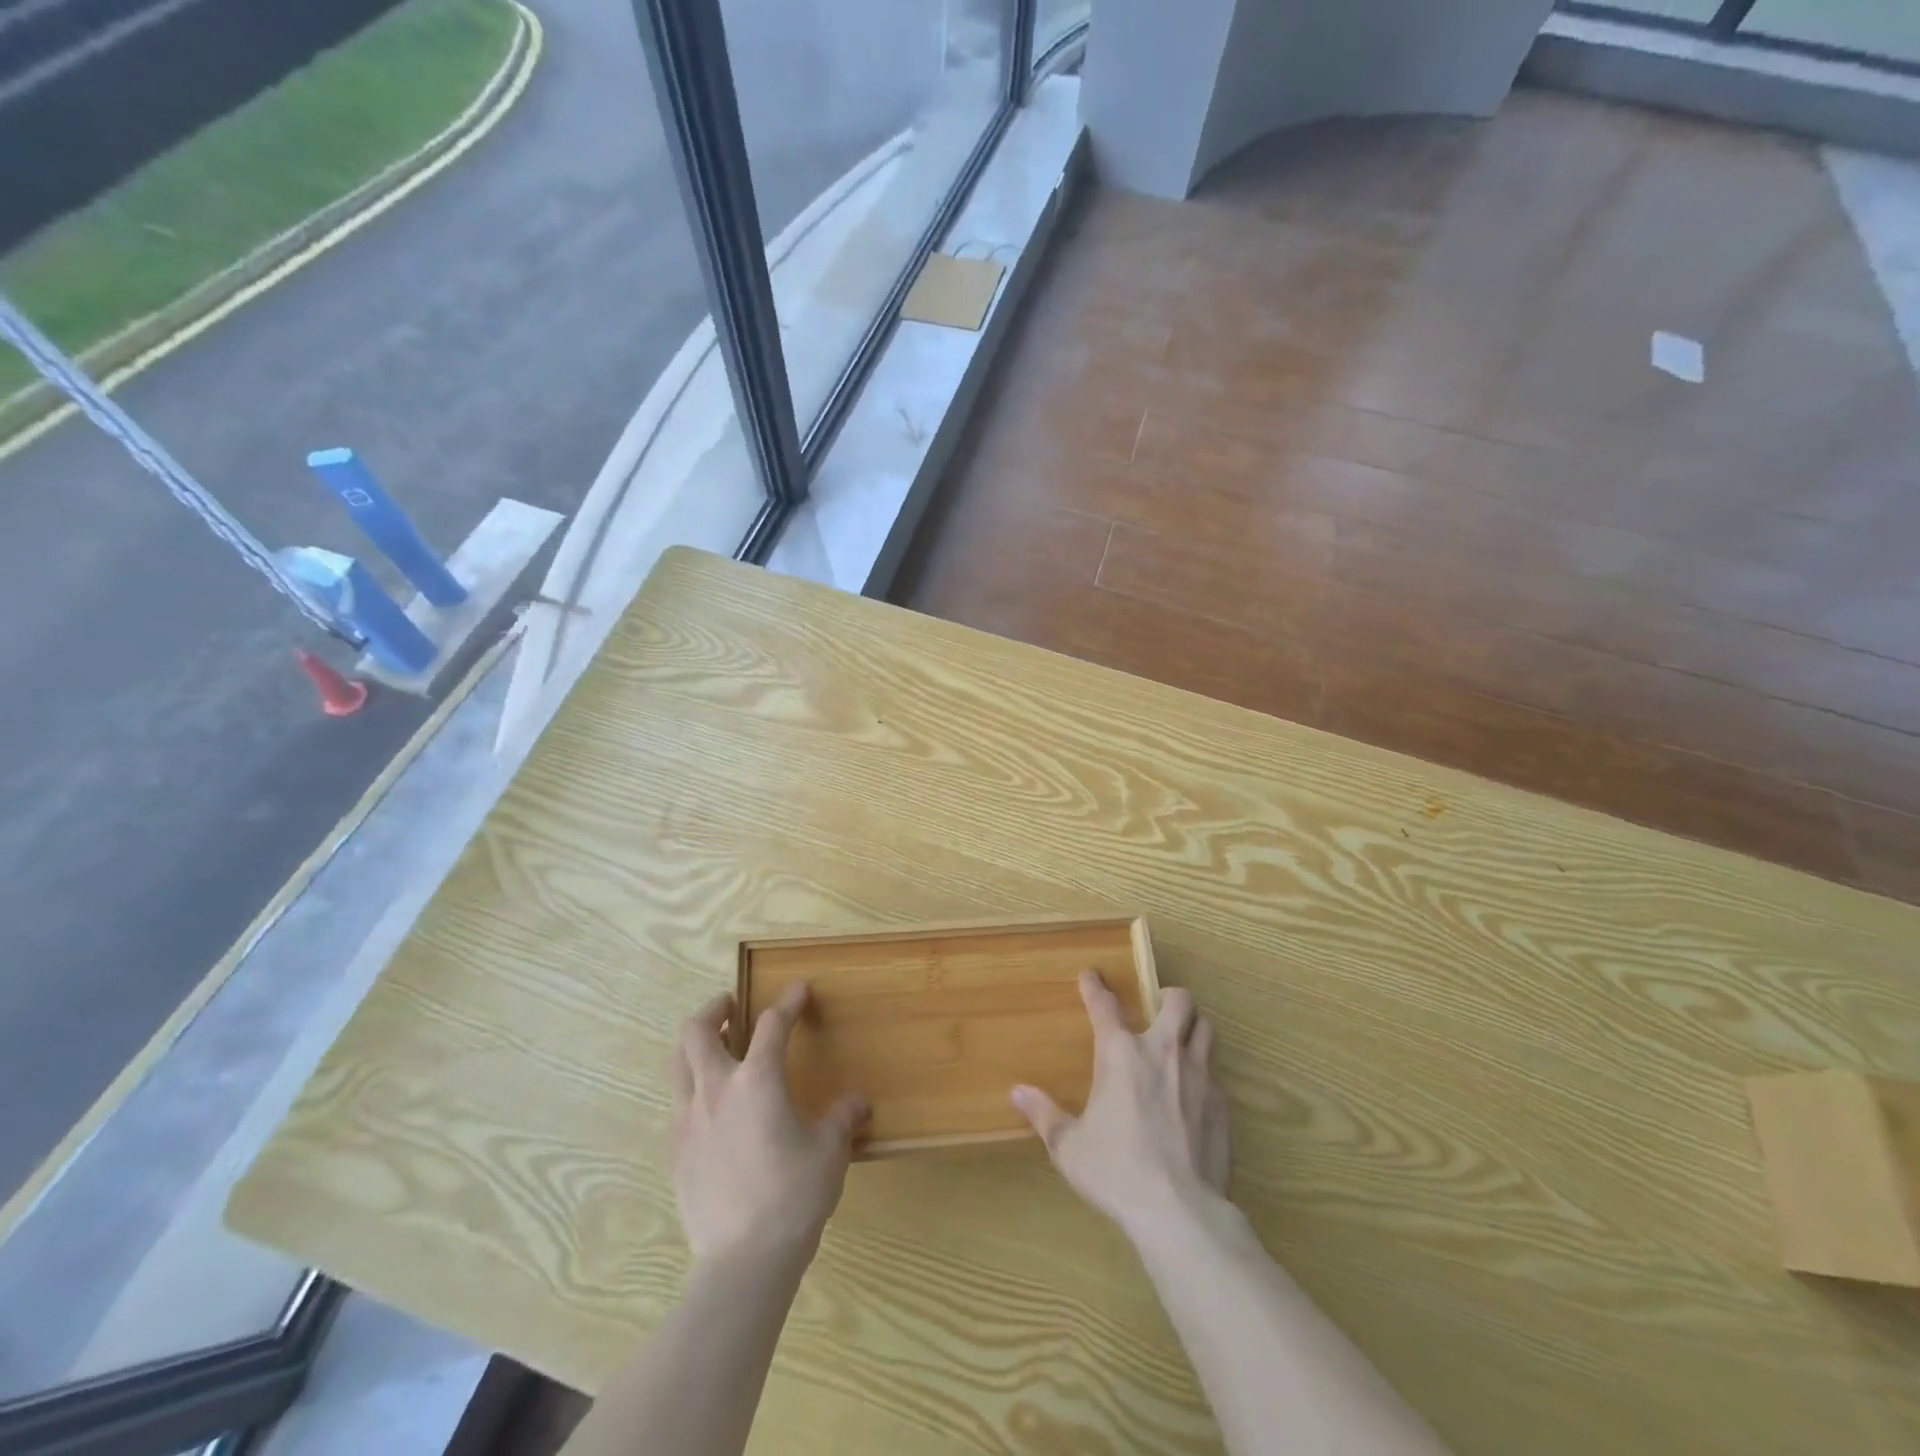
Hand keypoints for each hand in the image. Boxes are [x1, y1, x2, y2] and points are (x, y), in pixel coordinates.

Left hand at [670, 985, 867, 1263]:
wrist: (743, 1260)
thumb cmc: (794, 1196)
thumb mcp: (830, 1152)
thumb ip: (842, 1119)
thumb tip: (858, 1104)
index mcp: (758, 1080)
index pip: (772, 1024)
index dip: (788, 1002)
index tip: (799, 991)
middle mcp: (717, 1090)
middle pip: (697, 1031)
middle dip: (714, 1010)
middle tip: (731, 1008)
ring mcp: (689, 1121)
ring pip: (677, 1064)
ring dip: (694, 1047)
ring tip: (715, 1049)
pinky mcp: (675, 1152)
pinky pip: (678, 1105)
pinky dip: (693, 1091)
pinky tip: (713, 1111)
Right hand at [1011, 972, 1229, 1239]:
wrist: (1179, 1211)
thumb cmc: (1116, 1171)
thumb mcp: (1069, 1146)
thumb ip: (1045, 1114)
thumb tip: (1018, 1093)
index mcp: (1120, 1054)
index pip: (1105, 1006)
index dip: (1095, 986)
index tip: (1091, 974)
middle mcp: (1162, 1052)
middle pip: (1179, 1001)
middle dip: (1169, 996)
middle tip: (1159, 1007)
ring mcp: (1198, 1075)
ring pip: (1206, 1027)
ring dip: (1194, 1026)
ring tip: (1183, 1037)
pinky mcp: (1222, 1104)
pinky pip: (1216, 1072)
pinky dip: (1205, 1071)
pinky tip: (1194, 1093)